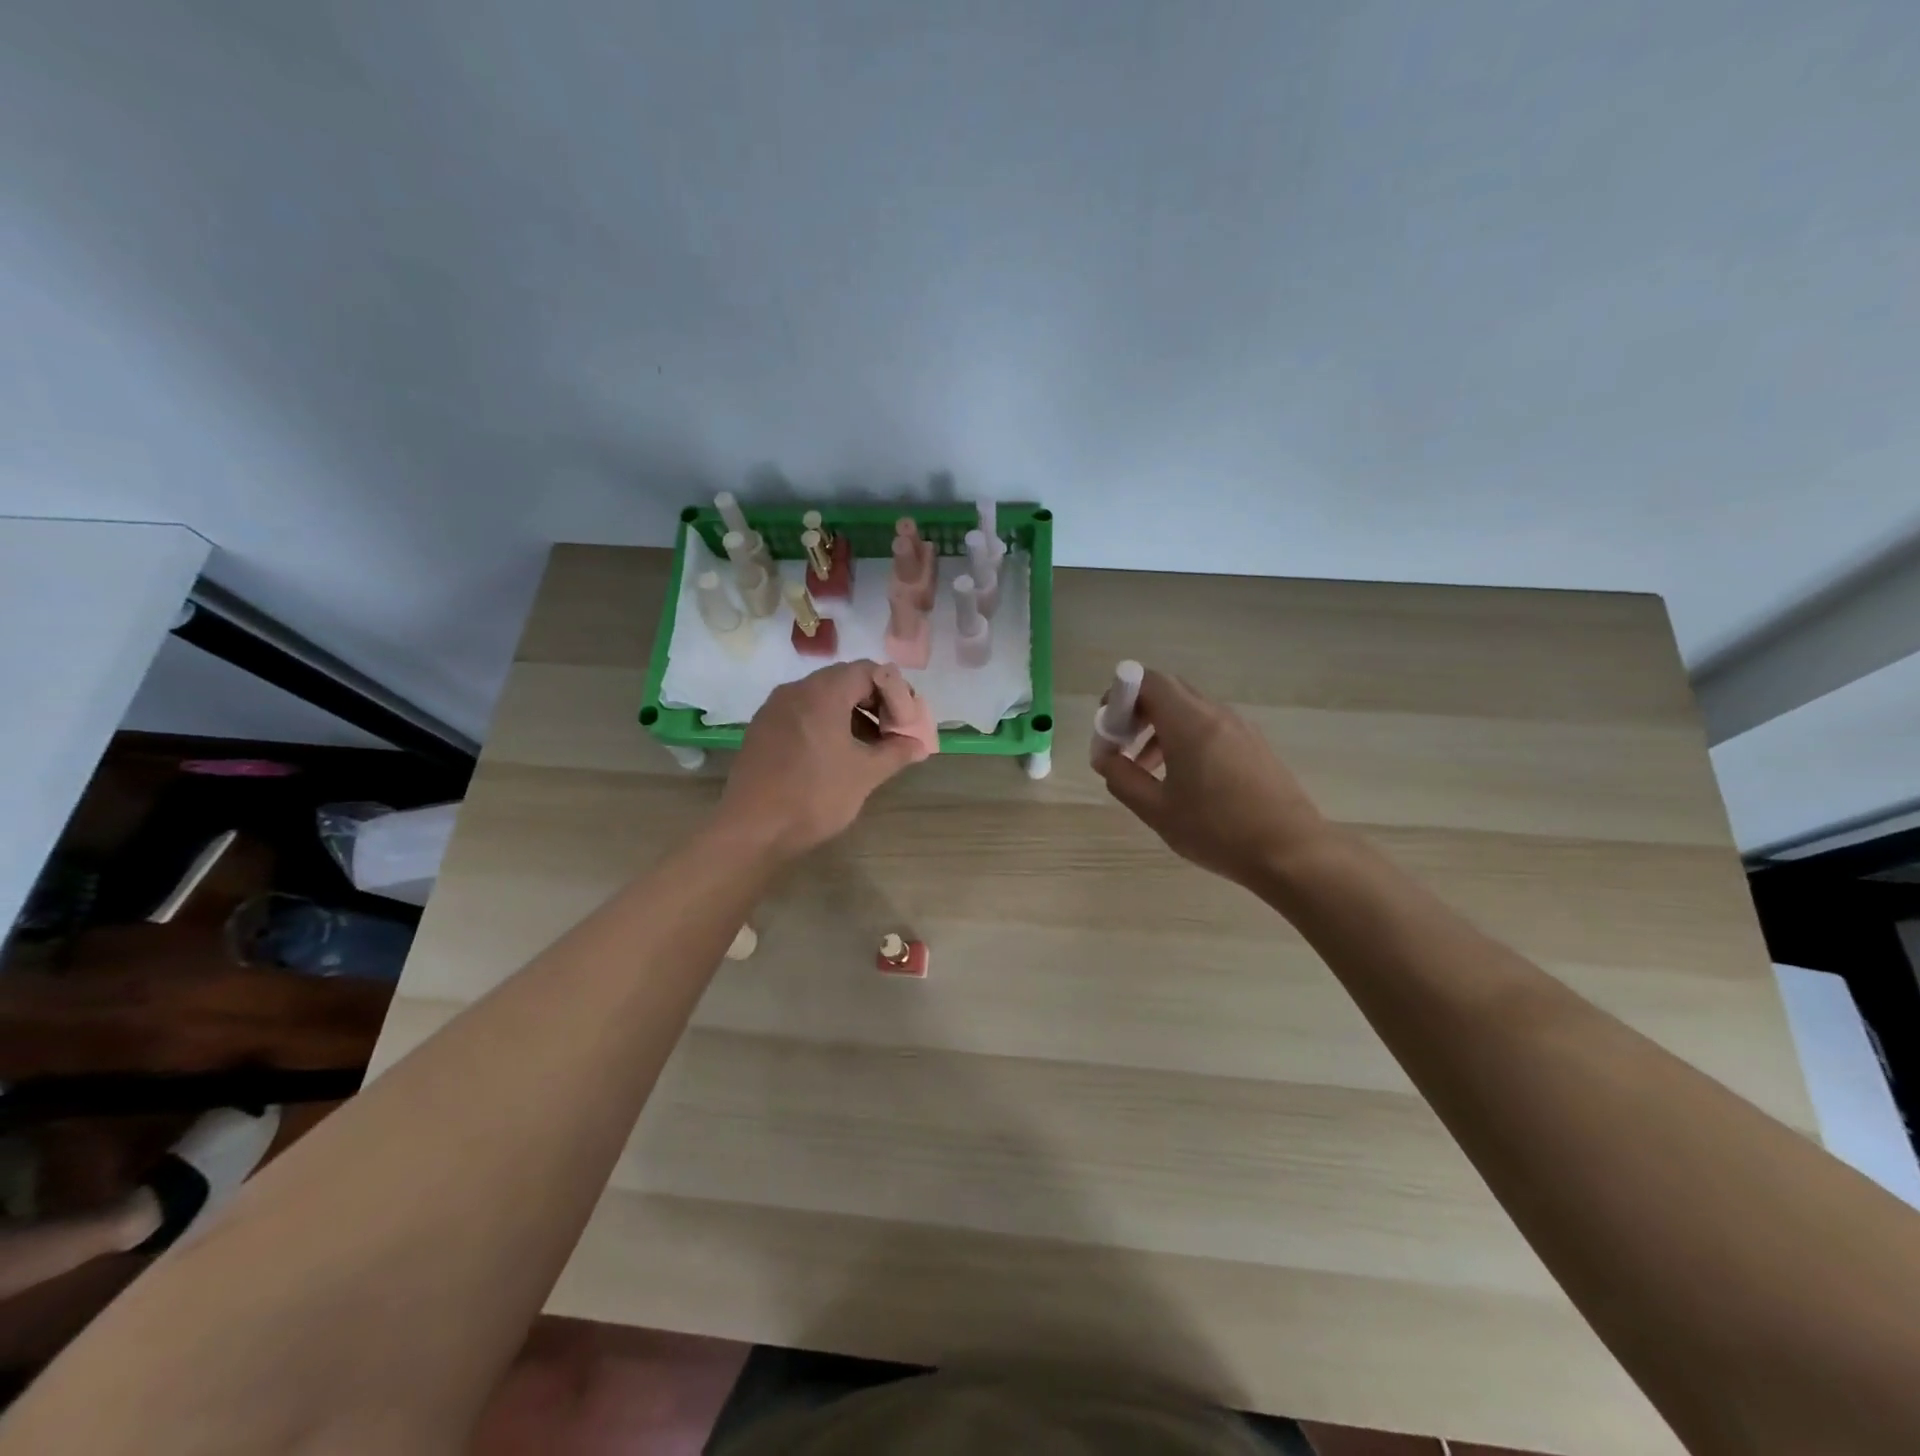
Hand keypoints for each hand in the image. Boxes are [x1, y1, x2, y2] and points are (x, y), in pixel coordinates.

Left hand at [717, 660, 928, 857]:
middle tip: (893, 732)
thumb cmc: (814, 795)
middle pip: (845, 680)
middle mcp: (795, 690)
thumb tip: (919, 745)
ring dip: (852, 715)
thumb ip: (896, 752)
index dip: (896, 693)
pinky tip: (836, 756)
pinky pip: (802, 714)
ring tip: (869, 748)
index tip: (905, 724)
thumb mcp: (865, 774)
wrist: (752, 829)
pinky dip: (826, 724)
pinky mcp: (762, 730)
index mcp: (823, 692)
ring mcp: (774, 709)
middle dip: (876, 702)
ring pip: (823, 698)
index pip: (869, 671)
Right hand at [1095, 670, 1329, 887]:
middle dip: (1139, 710)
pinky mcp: (1256, 746)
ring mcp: (1241, 729)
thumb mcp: (1157, 810)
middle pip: (1170, 691)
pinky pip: (1212, 727)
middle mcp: (1216, 715)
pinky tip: (1185, 781)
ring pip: (1191, 711)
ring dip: (1162, 728)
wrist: (1292, 853)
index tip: (1109, 727)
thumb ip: (1122, 778)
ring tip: (1148, 770)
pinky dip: (1187, 739)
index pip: (1149, 680)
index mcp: (1189, 723)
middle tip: (1123, 745)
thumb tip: (1104, 757)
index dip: (1121, 694)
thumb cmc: (1217, 831)